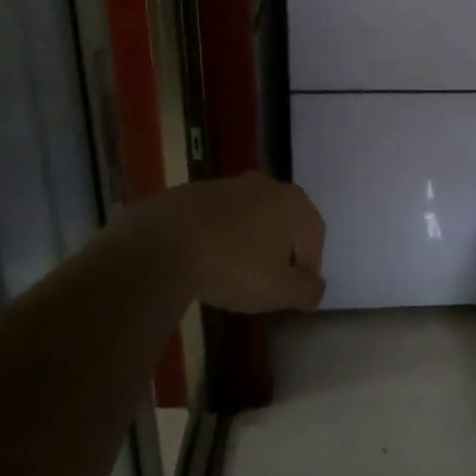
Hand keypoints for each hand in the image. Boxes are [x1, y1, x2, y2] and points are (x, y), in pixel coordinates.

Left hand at [113, 172, 325, 312]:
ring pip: (248, 216)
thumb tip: (316, 288)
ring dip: (247, 241)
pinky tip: (203, 260)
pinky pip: (215, 218)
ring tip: (233, 272)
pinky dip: (216, 236)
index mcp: (293, 203)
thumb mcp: (279, 291)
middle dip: (280, 249)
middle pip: (282, 220)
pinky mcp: (190, 191)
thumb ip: (306, 290)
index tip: (297, 292)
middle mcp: (265, 185)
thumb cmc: (233, 266)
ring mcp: (225, 184)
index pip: (314, 235)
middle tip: (269, 279)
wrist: (160, 245)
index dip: (310, 266)